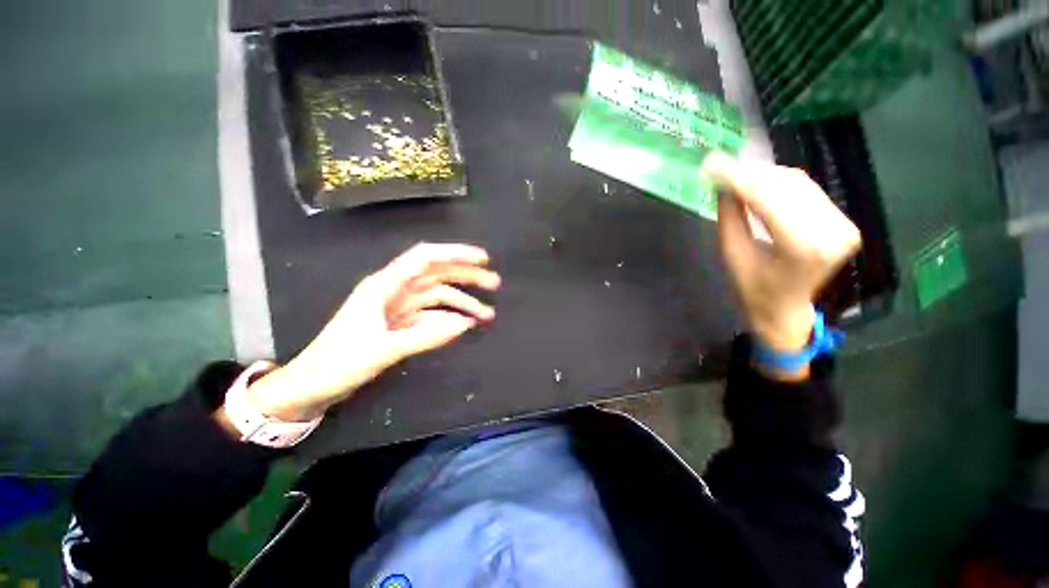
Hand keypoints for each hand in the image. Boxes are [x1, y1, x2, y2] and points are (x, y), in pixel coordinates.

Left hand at [247, 243, 500, 420]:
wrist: (311, 387)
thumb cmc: (338, 363)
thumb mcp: (383, 349)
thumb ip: (426, 336)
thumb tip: (465, 324)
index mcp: (384, 286)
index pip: (425, 258)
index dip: (455, 254)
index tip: (483, 259)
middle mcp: (394, 291)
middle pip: (437, 275)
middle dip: (467, 277)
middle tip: (495, 284)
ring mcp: (399, 308)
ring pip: (438, 296)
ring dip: (463, 302)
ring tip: (488, 314)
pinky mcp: (401, 324)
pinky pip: (431, 315)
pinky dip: (450, 319)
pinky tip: (465, 325)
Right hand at [702, 153, 861, 354]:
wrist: (785, 307)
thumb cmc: (752, 287)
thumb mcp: (732, 253)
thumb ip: (729, 216)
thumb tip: (721, 182)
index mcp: (801, 248)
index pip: (769, 200)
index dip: (738, 178)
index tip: (712, 163)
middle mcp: (831, 233)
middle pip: (787, 186)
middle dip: (749, 173)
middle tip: (719, 167)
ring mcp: (843, 225)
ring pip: (798, 183)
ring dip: (764, 175)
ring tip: (735, 174)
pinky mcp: (844, 221)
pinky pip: (808, 190)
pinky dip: (780, 182)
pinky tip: (758, 183)